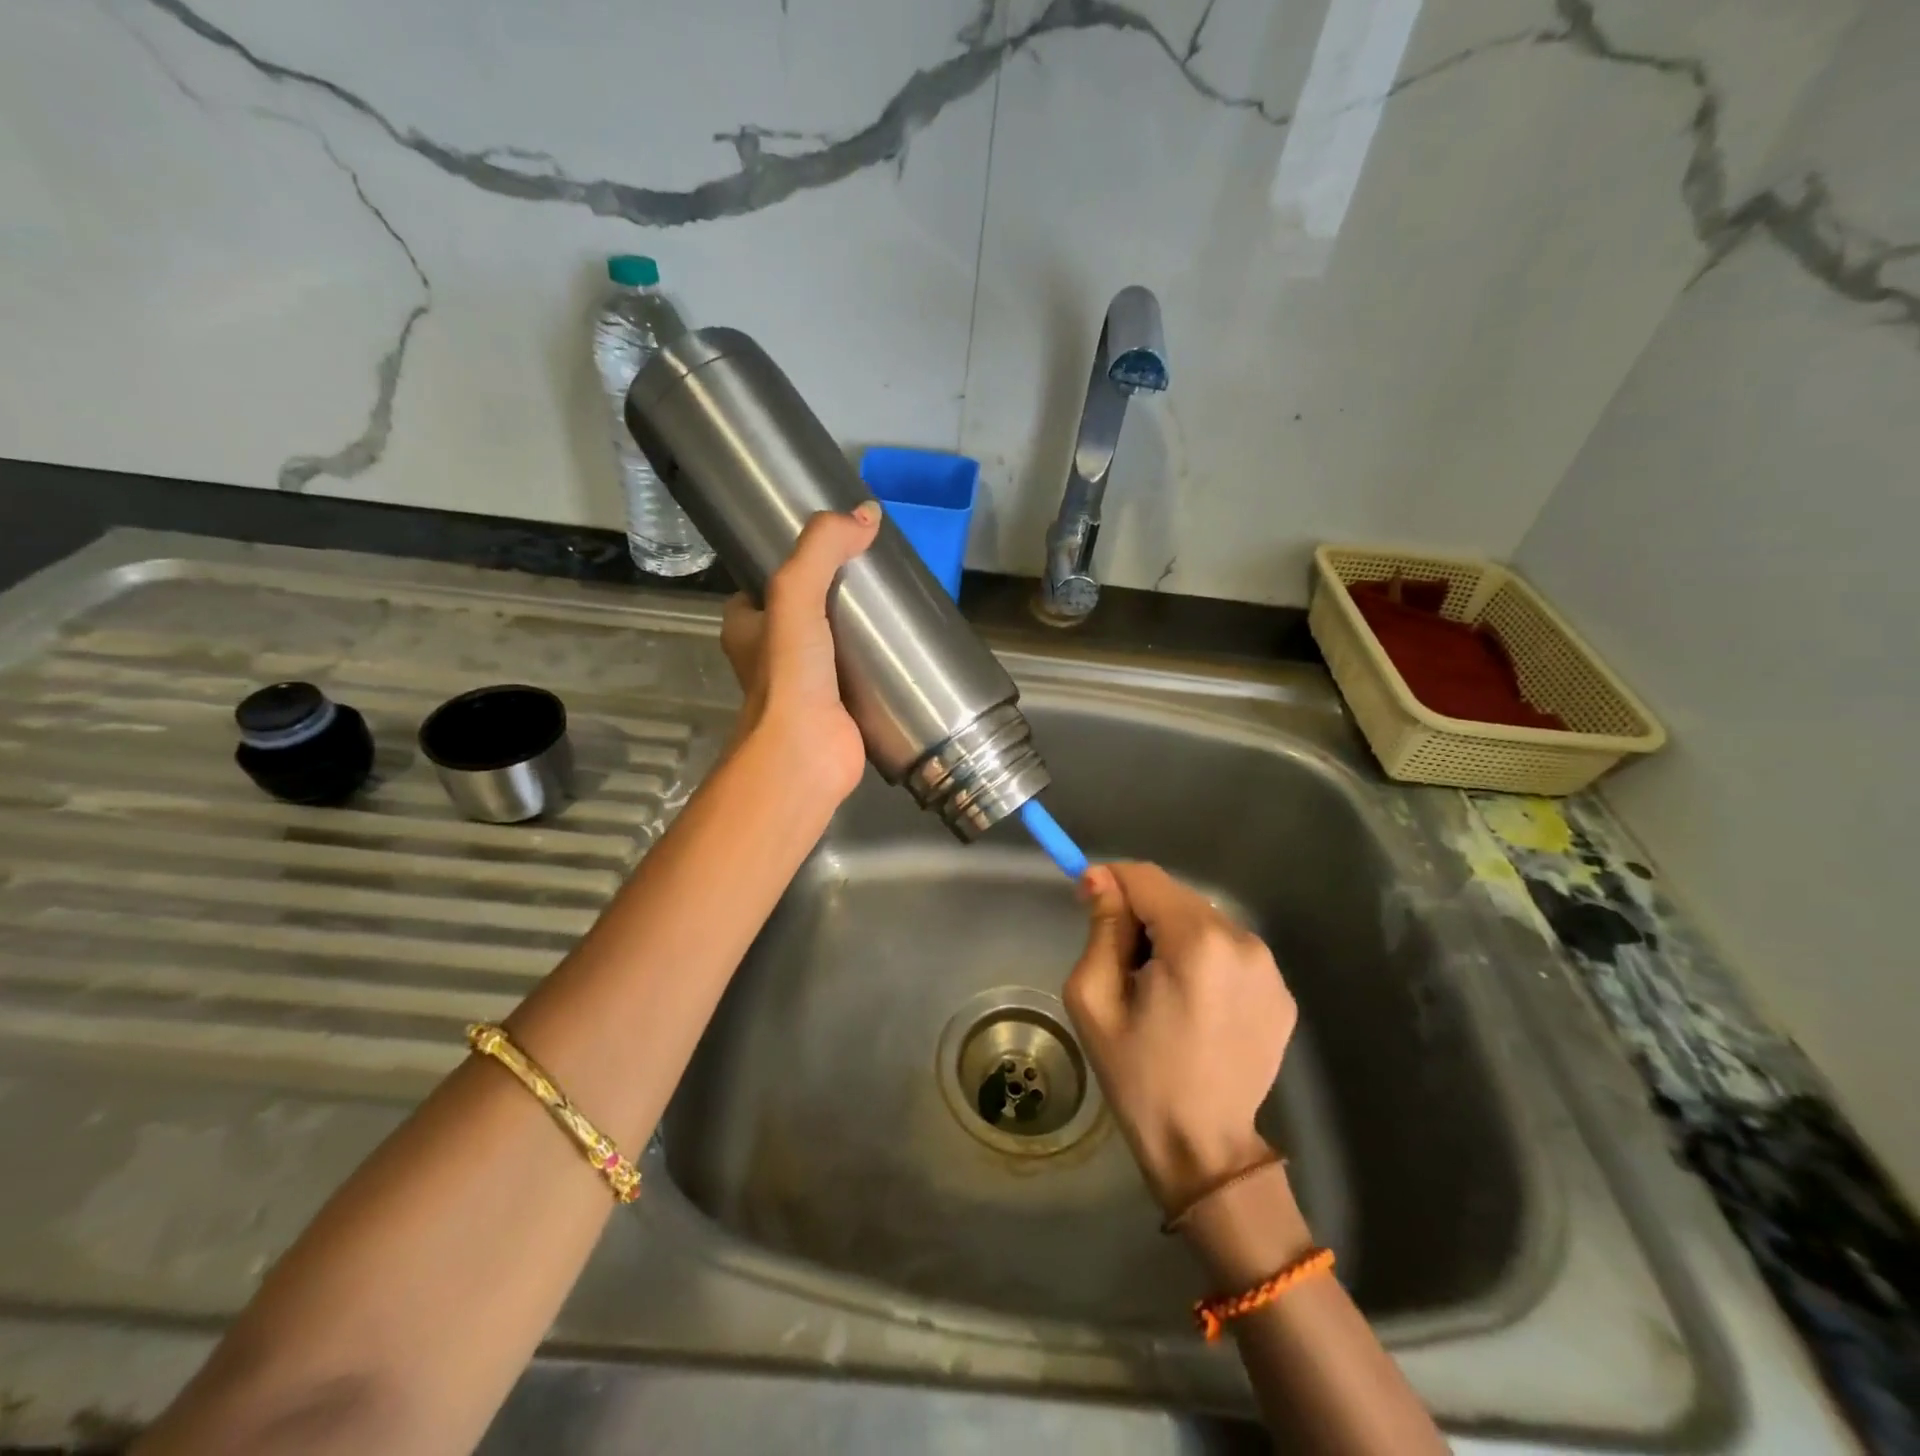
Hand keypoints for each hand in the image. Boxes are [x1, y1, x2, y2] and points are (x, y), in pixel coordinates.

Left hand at [719, 503, 880, 803]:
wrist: (804, 755)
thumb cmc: (789, 676)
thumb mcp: (796, 596)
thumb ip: (822, 551)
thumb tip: (867, 514)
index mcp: (746, 626)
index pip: (769, 579)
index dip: (799, 559)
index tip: (837, 543)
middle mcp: (772, 654)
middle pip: (808, 608)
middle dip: (838, 591)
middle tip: (877, 569)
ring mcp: (807, 683)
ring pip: (835, 640)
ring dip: (860, 626)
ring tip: (898, 600)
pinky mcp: (839, 706)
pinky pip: (860, 672)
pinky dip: (879, 659)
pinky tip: (907, 645)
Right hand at [1064, 862, 1295, 1215]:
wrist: (1203, 1148)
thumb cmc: (1138, 1075)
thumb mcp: (1096, 998)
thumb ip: (1103, 927)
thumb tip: (1101, 878)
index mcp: (1197, 943)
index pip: (1146, 878)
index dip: (1111, 881)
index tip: (1088, 905)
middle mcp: (1243, 942)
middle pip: (1177, 897)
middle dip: (1142, 914)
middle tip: (1120, 961)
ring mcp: (1271, 968)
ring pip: (1204, 921)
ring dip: (1173, 936)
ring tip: (1157, 987)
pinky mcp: (1282, 992)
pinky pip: (1229, 951)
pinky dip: (1203, 960)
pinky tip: (1192, 1004)